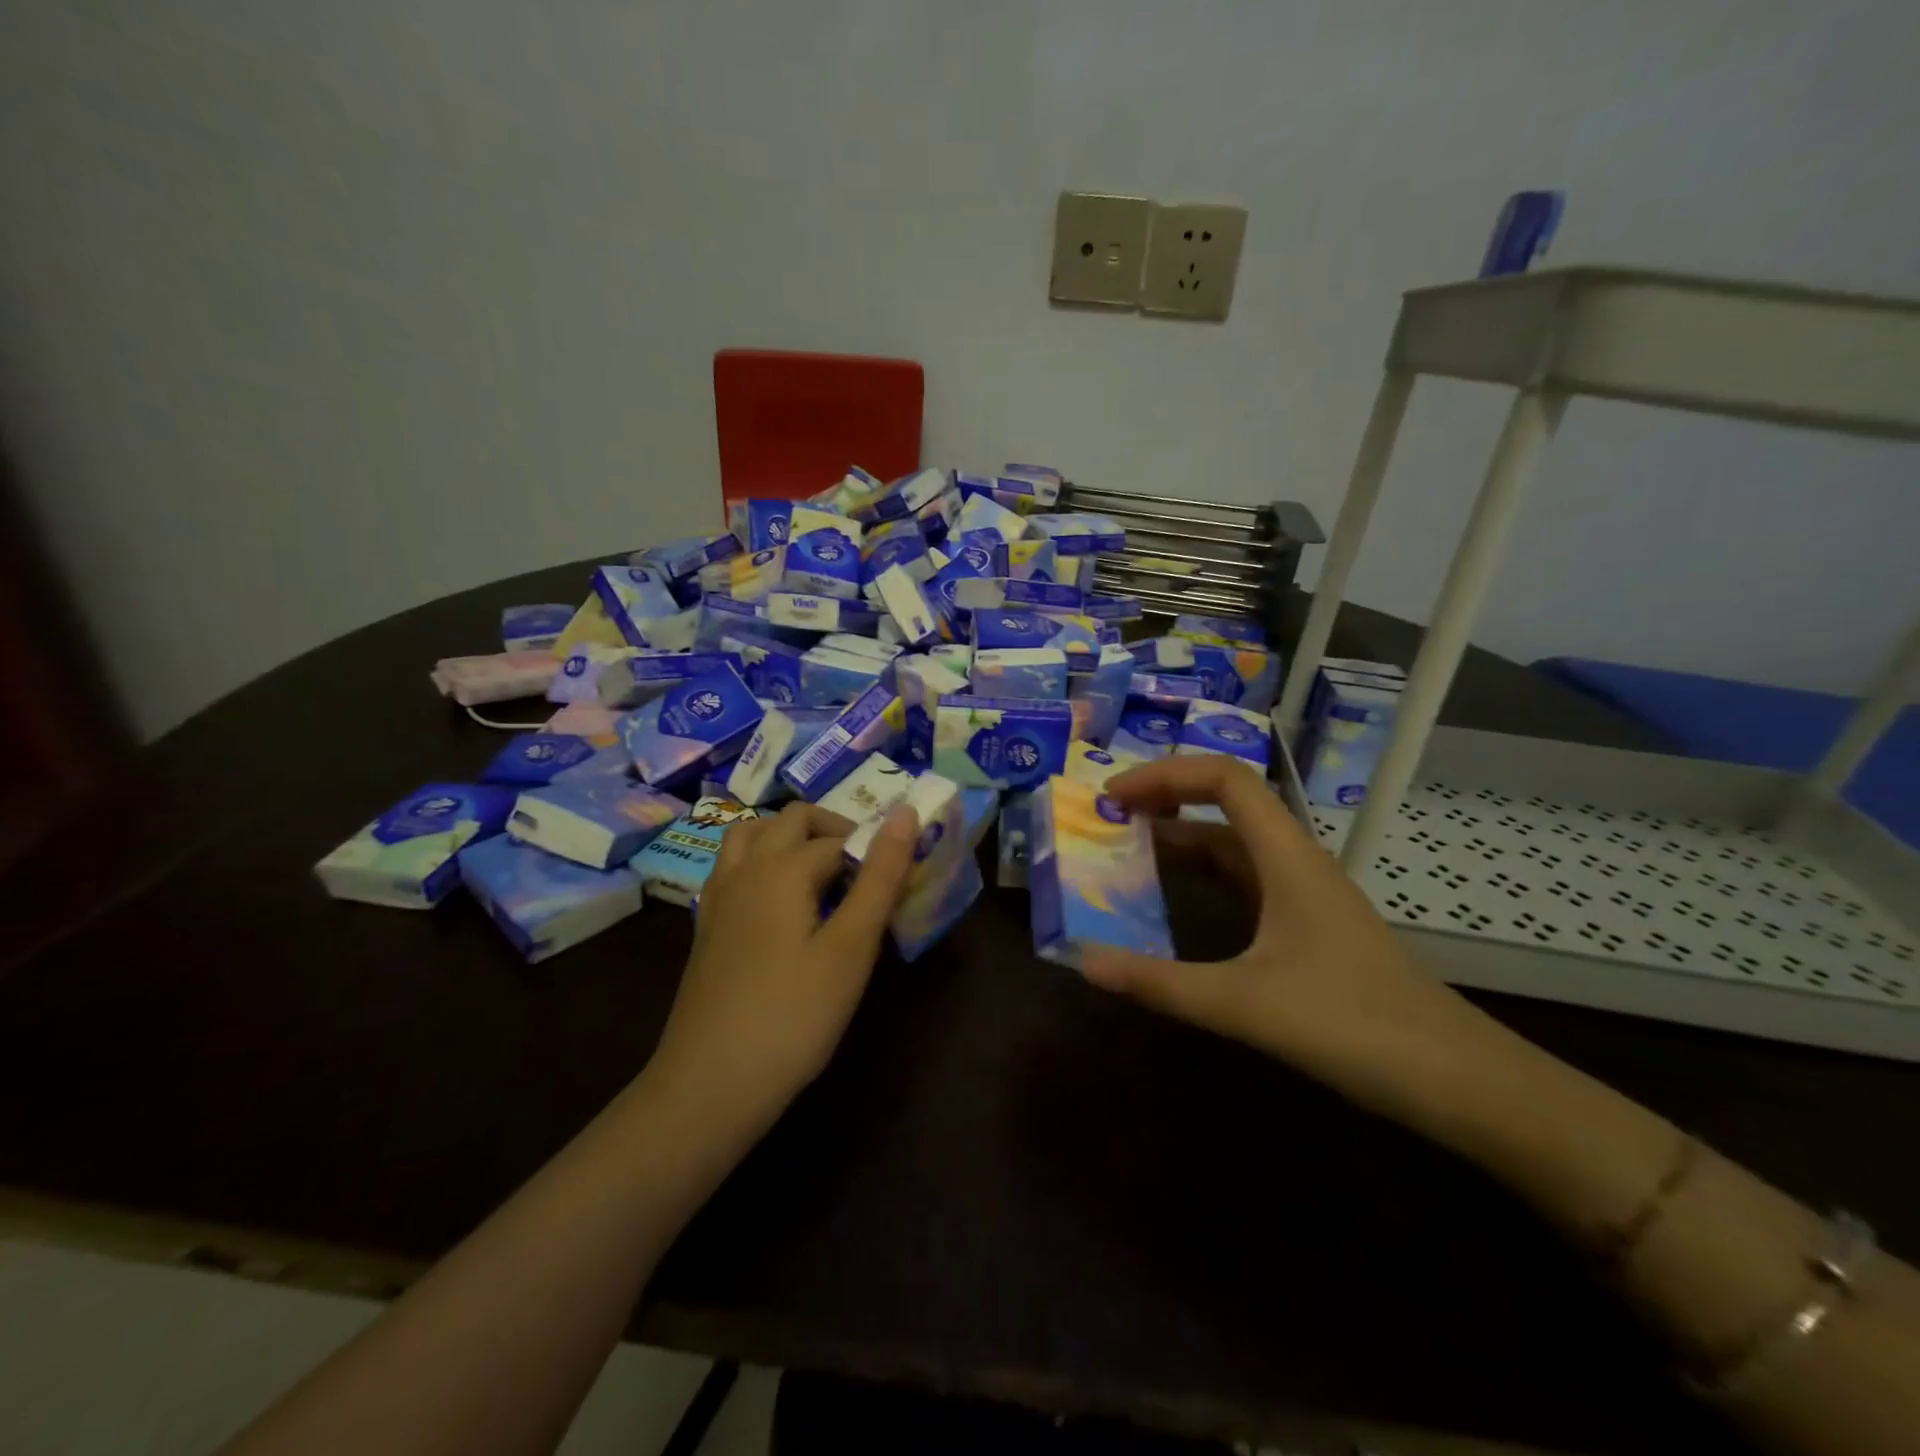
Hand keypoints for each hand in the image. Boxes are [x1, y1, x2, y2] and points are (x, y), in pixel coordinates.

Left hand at [645, 801, 920, 1124]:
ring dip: (790, 837)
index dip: (875, 853)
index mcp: (782, 868)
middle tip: (866, 871)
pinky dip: (761, 862)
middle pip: (791, 820)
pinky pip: (733, 867)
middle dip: (834, 831)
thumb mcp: (851, 948)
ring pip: (751, 835)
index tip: (900, 885)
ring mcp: (718, 897)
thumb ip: (880, 877)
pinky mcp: (706, 926)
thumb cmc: (793, 1017)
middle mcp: (745, 869)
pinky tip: (779, 904)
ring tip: (822, 873)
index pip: (840, 839)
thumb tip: (906, 812)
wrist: (709, 1086)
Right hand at [1079, 756, 1510, 1129]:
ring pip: (1234, 844)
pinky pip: (1244, 880)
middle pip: (1226, 804)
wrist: (1458, 1080)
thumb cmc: (1354, 1026)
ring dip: (1181, 839)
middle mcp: (1295, 861)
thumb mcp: (1245, 1005)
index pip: (1224, 779)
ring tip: (1126, 853)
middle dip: (1164, 801)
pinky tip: (1176, 903)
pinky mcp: (1307, 925)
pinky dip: (1202, 877)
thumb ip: (1161, 983)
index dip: (1165, 774)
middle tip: (1107, 821)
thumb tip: (1084, 963)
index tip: (1114, 796)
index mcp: (1286, 856)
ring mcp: (1304, 893)